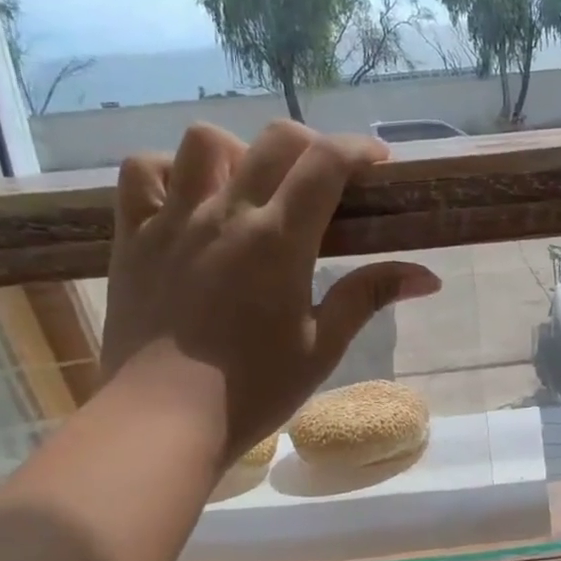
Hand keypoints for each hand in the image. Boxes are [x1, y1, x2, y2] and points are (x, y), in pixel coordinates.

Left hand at [100, 121, 440, 467]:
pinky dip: (168, 172)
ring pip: (203, 141)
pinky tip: (187, 200)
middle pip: (274, 140)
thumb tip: (427, 276)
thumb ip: (369, 297)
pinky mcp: (133, 238)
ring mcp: (173, 220)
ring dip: (237, 151)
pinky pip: (142, 174)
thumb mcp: (323, 346)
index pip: (325, 162)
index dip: (358, 149)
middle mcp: (226, 214)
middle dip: (311, 146)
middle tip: (323, 181)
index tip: (377, 162)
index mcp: (279, 240)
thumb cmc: (253, 389)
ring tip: (248, 187)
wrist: (164, 419)